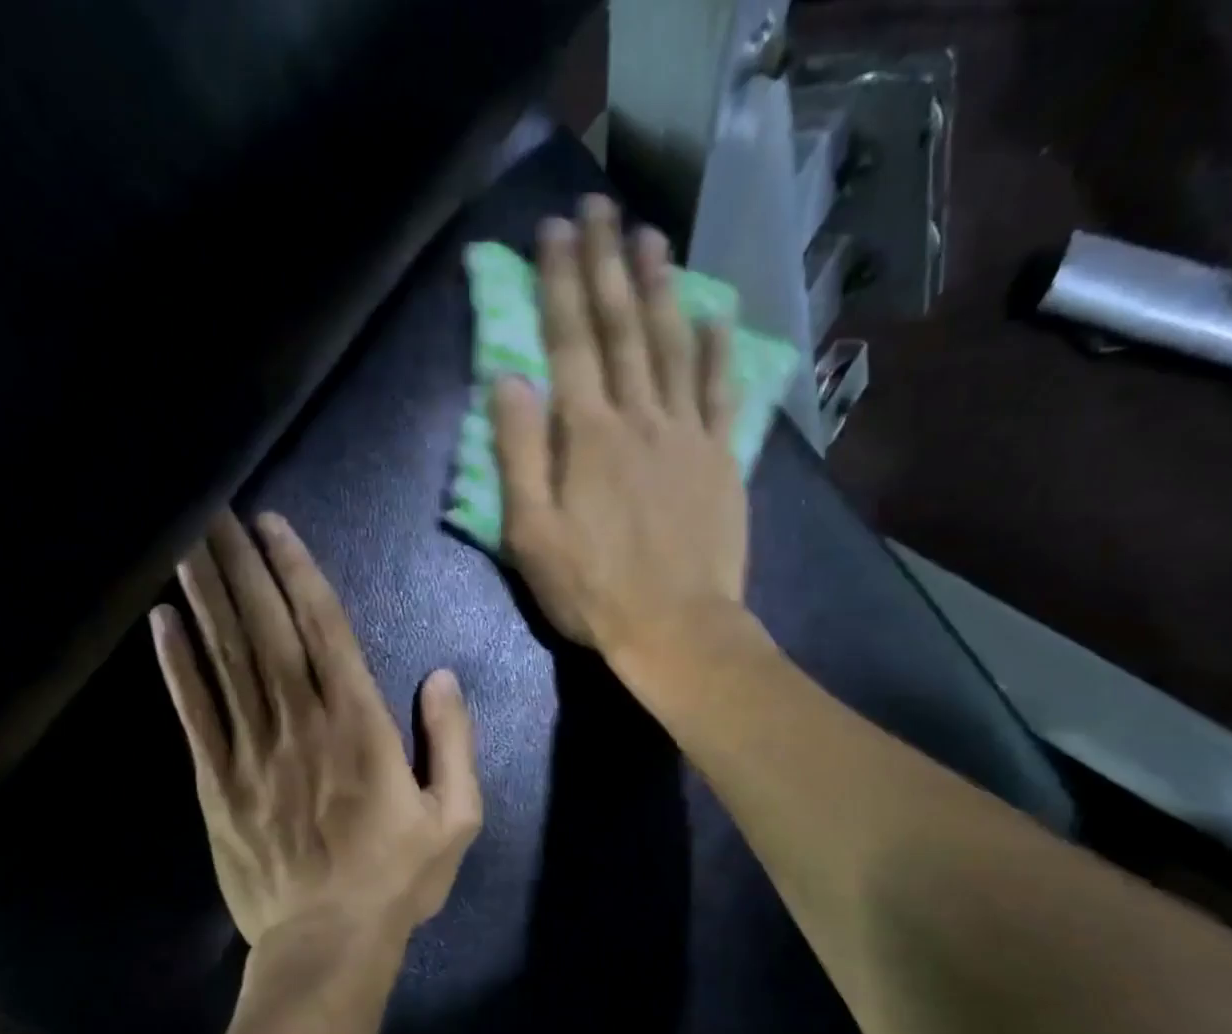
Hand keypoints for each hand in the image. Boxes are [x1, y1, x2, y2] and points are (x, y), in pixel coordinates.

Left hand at [150, 512, 481, 974]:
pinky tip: (162, 622)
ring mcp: (252, 752)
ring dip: (205, 597)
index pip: (327, 632)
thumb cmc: (398, 880)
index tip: (273, 526)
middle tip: (213, 508)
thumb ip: (453, 742)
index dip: (299, 574)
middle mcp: (302, 725)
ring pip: (226, 660)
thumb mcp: (456, 817)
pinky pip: (194, 714)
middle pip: (267, 630)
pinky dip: (176, 665)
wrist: (327, 945)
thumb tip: (442, 677)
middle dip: (240, 565)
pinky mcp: (218, 783)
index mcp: (361, 729)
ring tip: (187, 542)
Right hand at [491, 194, 745, 658]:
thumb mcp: (531, 535)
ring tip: (652, 237)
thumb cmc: (593, 590)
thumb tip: (509, 380)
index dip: (559, 281)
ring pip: (674, 345)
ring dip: (661, 287)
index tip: (554, 229)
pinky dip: (719, 350)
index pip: (568, 340)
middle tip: (602, 206)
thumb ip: (517, 455)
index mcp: (587, 434)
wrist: (676, 629)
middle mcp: (639, 417)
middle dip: (608, 263)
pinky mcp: (721, 459)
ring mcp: (687, 434)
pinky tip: (716, 315)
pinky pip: (722, 392)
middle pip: (622, 326)